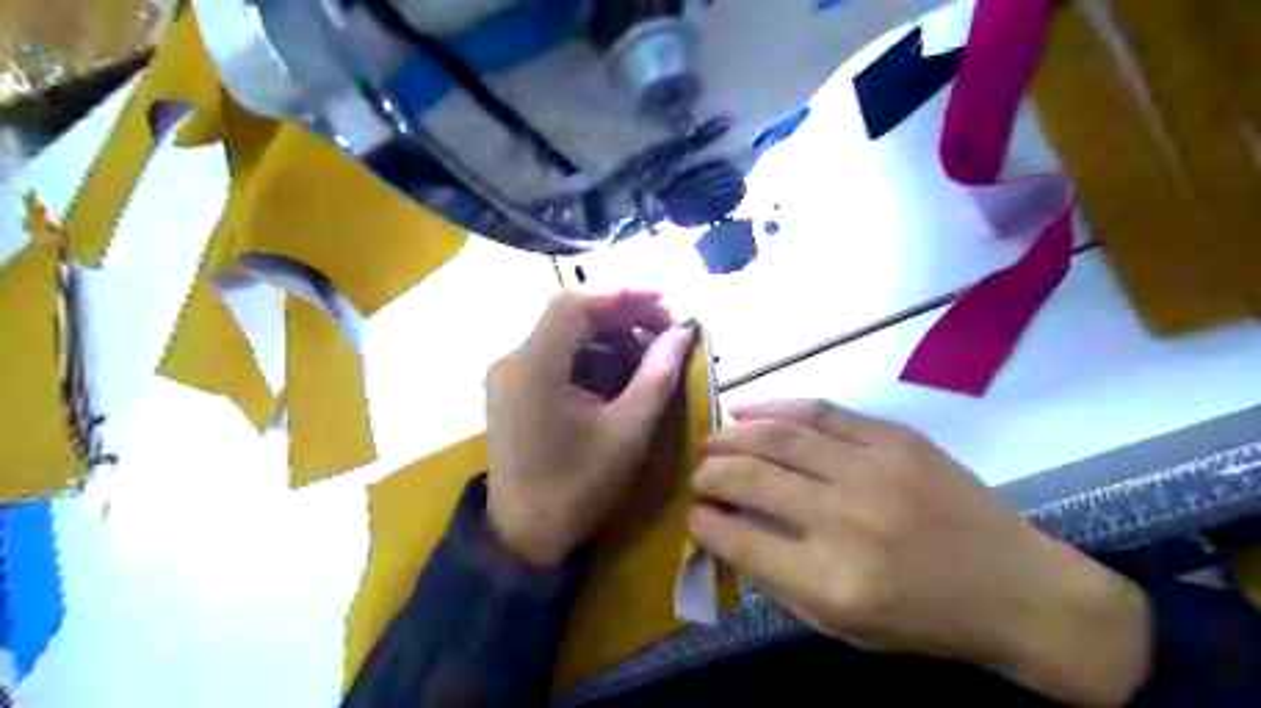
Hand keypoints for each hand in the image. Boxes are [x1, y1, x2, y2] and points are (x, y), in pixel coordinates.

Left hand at [488, 291, 700, 566]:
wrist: (525, 536)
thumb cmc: (577, 488)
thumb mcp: (627, 431)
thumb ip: (657, 375)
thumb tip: (685, 331)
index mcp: (533, 367)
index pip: (575, 304)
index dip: (623, 294)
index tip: (666, 301)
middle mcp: (513, 360)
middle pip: (571, 317)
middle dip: (623, 317)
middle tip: (667, 331)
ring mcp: (510, 375)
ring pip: (567, 336)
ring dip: (611, 338)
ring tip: (653, 355)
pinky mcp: (515, 390)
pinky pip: (558, 358)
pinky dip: (593, 358)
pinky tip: (624, 374)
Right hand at [687, 400, 1149, 704]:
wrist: (1018, 588)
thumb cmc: (924, 619)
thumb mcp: (843, 625)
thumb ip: (777, 579)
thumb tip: (726, 532)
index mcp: (830, 582)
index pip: (738, 540)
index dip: (703, 522)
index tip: (692, 513)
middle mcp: (844, 520)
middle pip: (750, 479)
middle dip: (708, 473)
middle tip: (697, 474)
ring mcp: (871, 471)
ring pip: (778, 437)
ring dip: (732, 436)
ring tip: (712, 440)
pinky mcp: (894, 438)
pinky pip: (820, 411)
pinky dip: (775, 406)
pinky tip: (747, 408)